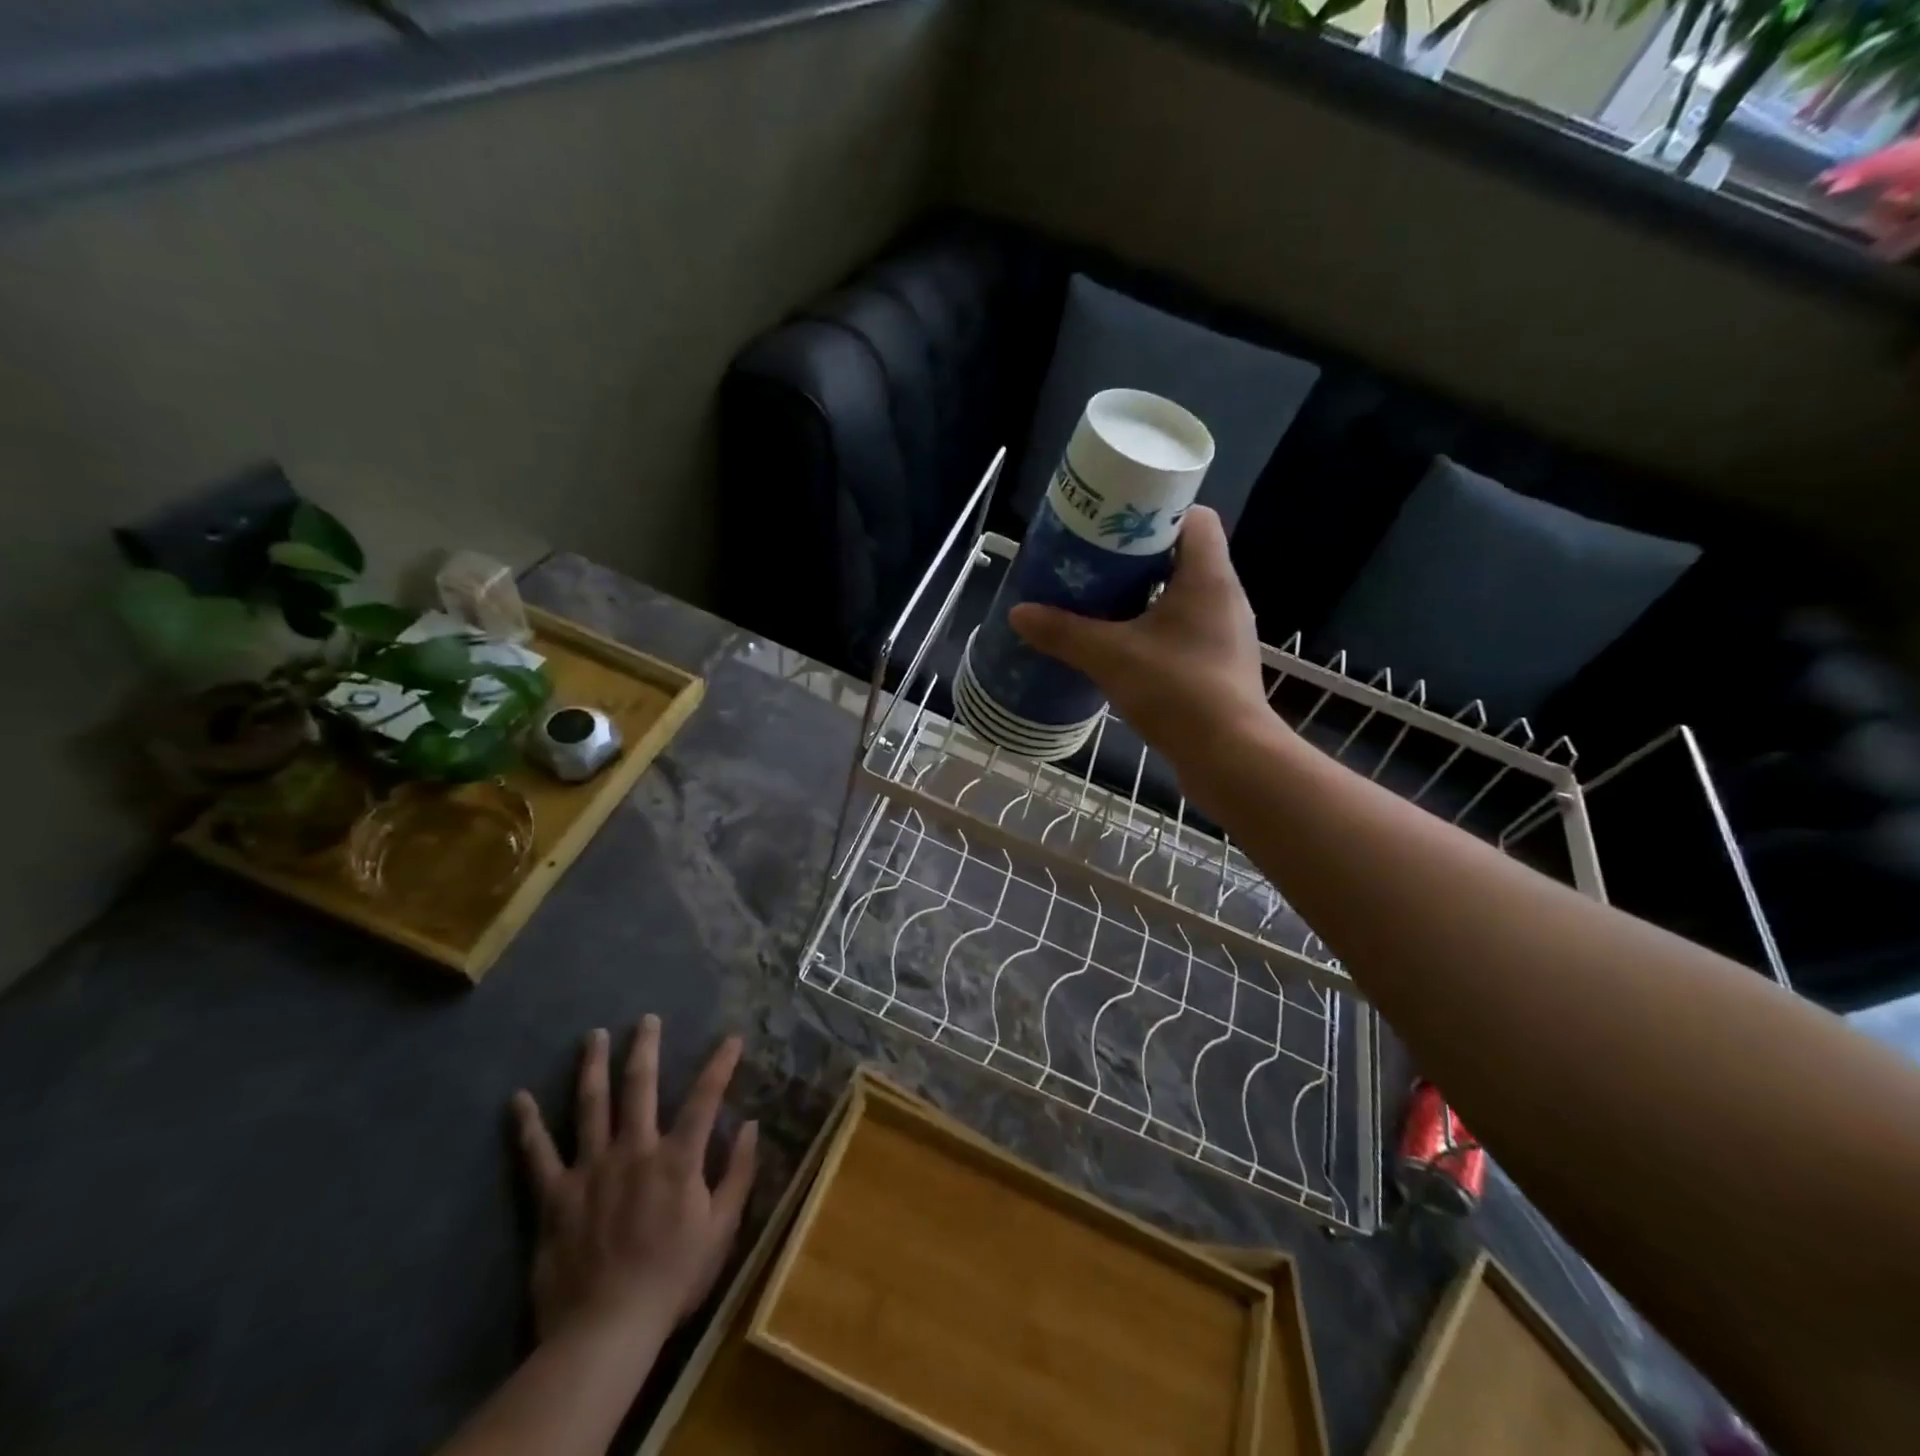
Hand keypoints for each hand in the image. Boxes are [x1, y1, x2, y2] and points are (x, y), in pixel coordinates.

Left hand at [511, 1017, 757, 1345]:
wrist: (607, 1330)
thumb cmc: (673, 1278)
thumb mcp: (722, 1228)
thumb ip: (739, 1173)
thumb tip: (753, 1125)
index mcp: (678, 1158)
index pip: (706, 1097)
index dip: (721, 1064)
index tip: (731, 1039)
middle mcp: (635, 1149)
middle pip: (640, 1086)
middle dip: (646, 1048)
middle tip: (646, 1019)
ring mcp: (591, 1168)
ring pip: (591, 1105)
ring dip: (593, 1067)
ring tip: (594, 1036)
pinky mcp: (555, 1195)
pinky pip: (538, 1154)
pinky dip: (527, 1126)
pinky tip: (518, 1100)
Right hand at [1009, 506, 1277, 775]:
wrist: (1229, 756)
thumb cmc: (1177, 691)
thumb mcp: (1110, 657)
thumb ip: (1063, 633)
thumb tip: (1018, 613)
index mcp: (1208, 576)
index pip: (1193, 517)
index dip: (1154, 512)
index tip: (1114, 524)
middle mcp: (1224, 595)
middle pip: (1182, 553)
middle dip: (1138, 555)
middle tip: (1094, 562)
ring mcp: (1226, 631)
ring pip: (1183, 593)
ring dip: (1145, 593)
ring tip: (1102, 601)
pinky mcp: (1220, 662)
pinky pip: (1185, 626)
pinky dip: (1156, 626)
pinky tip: (1124, 644)